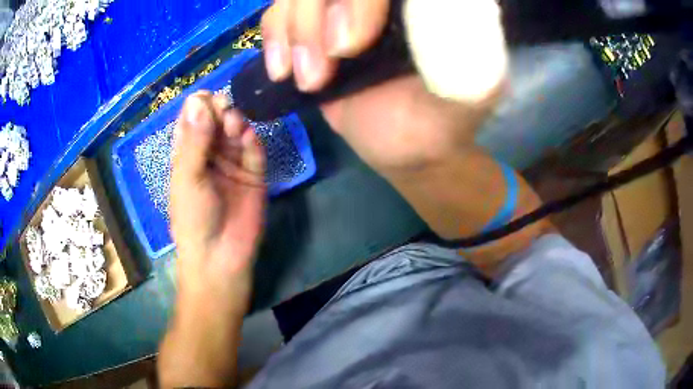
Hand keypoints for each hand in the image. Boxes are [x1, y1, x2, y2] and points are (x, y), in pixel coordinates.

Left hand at [170, 91, 265, 308]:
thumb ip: (194, 140)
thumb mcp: (187, 178)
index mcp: (187, 154)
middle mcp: (210, 154)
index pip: (191, 120)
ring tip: (234, 123)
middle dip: (219, 111)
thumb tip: (197, 99)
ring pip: (236, 132)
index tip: (206, 97)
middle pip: (216, 121)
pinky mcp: (255, 174)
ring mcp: (233, 163)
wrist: (220, 258)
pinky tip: (248, 137)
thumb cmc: (193, 219)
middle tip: (224, 108)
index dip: (198, 106)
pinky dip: (252, 141)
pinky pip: (254, 150)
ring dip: (236, 122)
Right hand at [261, 0, 506, 170]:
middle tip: (321, 72)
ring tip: (310, 80)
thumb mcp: (467, 94)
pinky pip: (278, 12)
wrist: (406, 148)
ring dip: (293, 34)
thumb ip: (467, 57)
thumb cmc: (439, 123)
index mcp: (424, 5)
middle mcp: (382, 3)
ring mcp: (345, 10)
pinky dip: (274, 38)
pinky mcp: (317, 29)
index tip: (348, 47)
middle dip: (314, 19)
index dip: (356, 2)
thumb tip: (444, 9)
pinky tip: (283, 71)